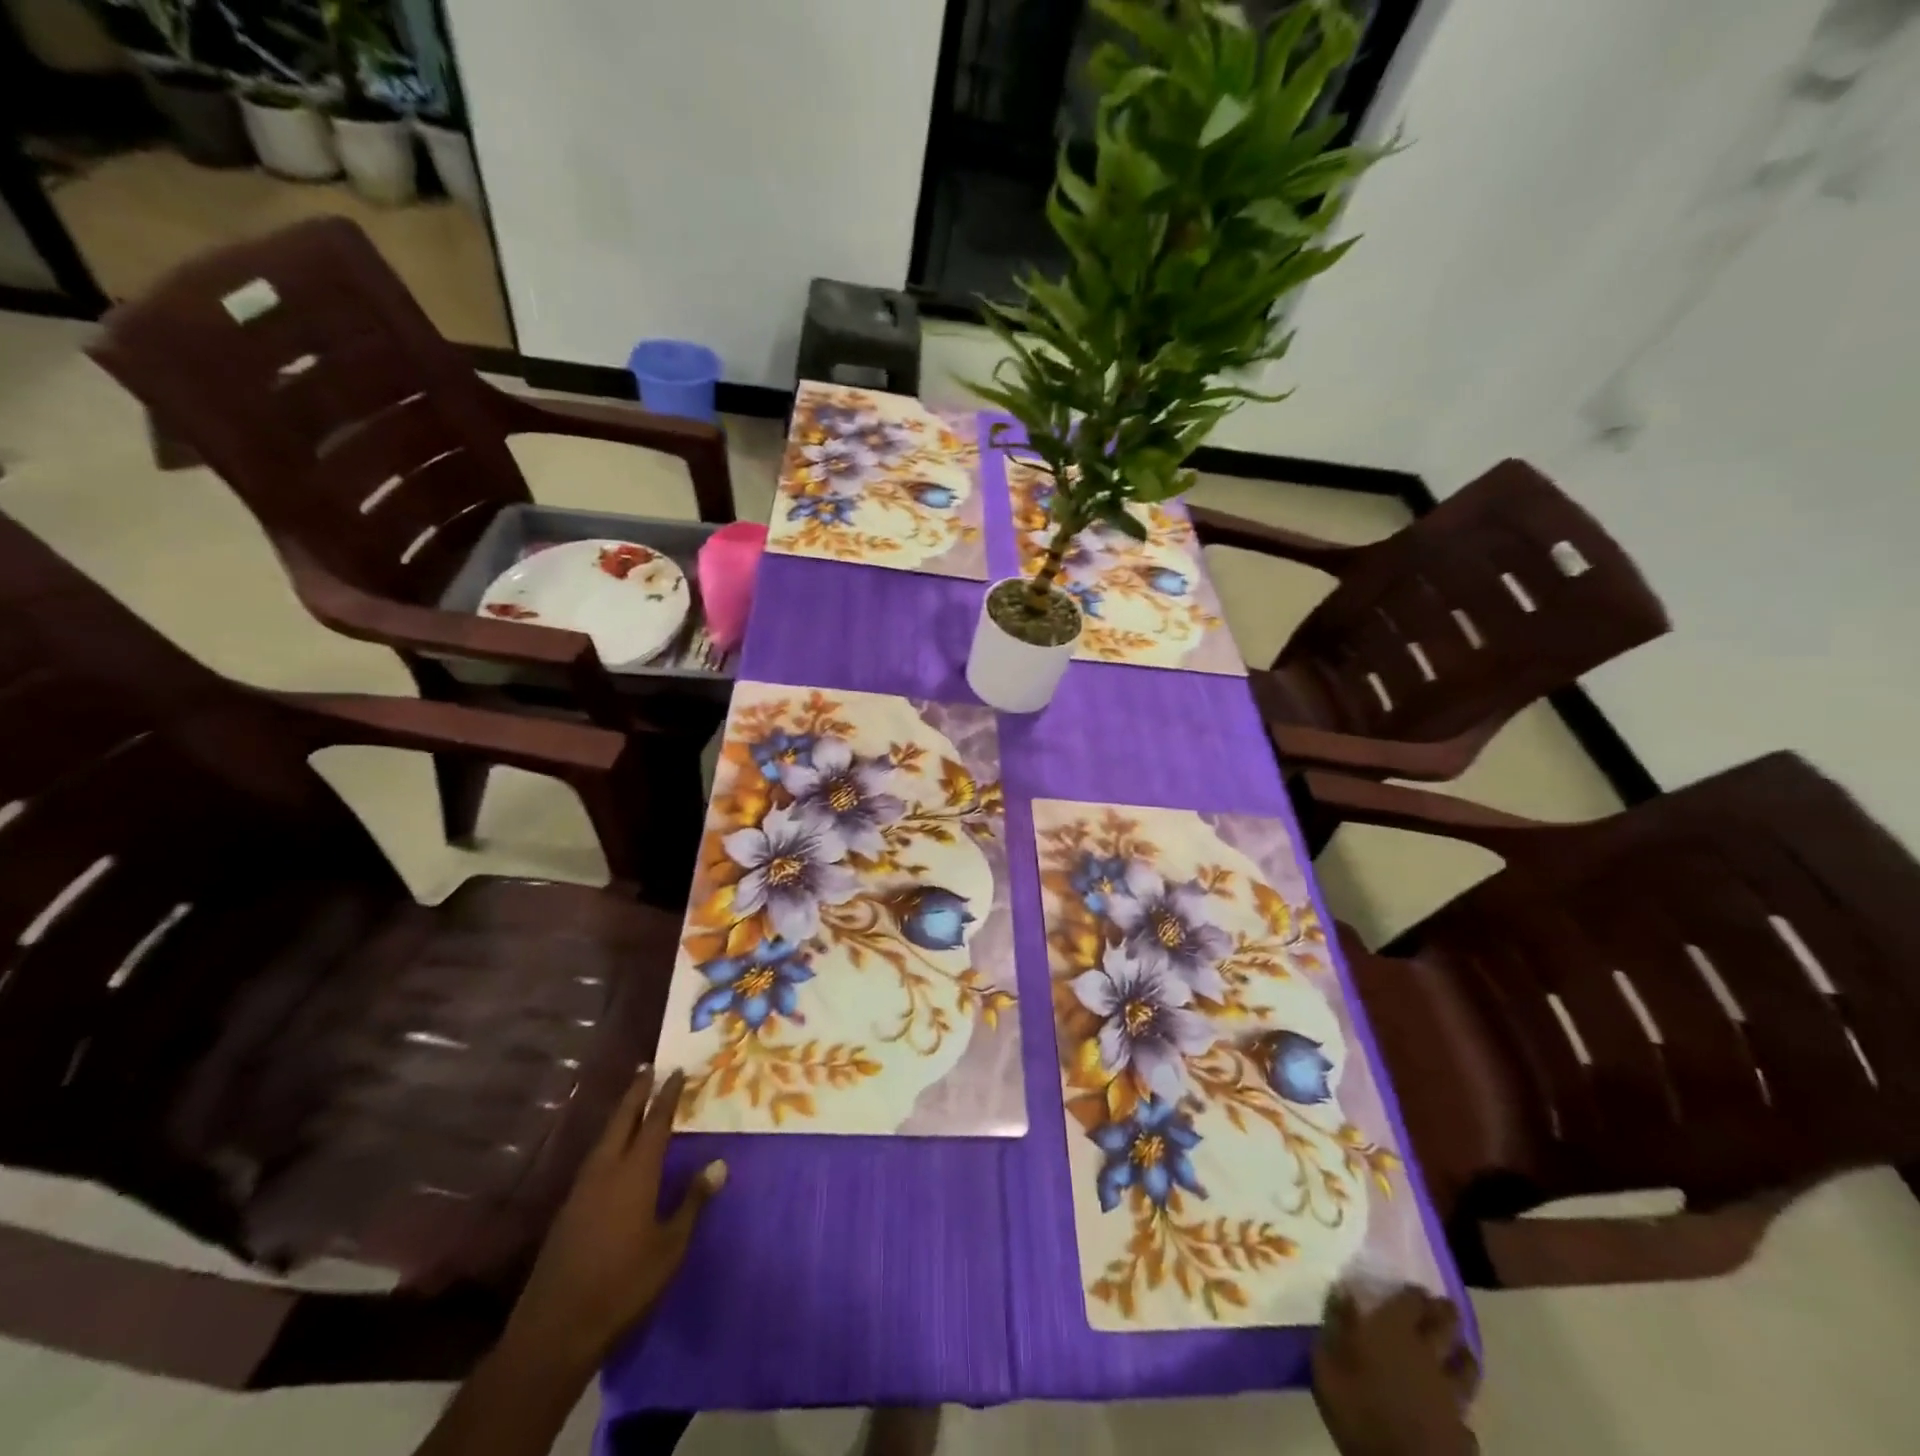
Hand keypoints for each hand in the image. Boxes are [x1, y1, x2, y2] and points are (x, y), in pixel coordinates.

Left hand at [500, 1067, 724, 1373]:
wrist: (555, 1330)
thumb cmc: (624, 1284)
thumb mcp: (670, 1246)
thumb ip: (692, 1201)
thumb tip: (718, 1164)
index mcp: (635, 1173)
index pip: (655, 1122)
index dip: (667, 1095)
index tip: (677, 1070)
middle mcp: (606, 1171)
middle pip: (621, 1120)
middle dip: (636, 1093)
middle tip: (648, 1068)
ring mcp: (581, 1190)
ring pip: (603, 1139)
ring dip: (620, 1115)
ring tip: (633, 1101)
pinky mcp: (568, 1211)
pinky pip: (593, 1159)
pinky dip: (608, 1141)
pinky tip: (612, 1150)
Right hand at [1312, 1284, 1479, 1455]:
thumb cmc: (1357, 1409)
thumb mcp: (1328, 1362)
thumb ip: (1336, 1323)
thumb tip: (1342, 1290)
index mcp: (1394, 1332)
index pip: (1411, 1300)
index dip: (1414, 1292)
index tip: (1413, 1287)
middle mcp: (1427, 1355)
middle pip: (1445, 1326)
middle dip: (1445, 1312)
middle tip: (1442, 1305)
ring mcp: (1450, 1395)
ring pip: (1467, 1366)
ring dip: (1464, 1353)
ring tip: (1460, 1348)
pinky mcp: (1462, 1430)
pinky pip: (1467, 1412)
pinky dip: (1462, 1405)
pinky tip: (1456, 1408)